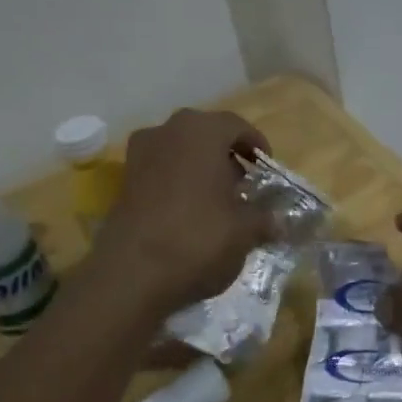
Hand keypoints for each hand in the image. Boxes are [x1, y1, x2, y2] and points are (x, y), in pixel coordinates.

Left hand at [89, 110, 274, 316]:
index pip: (236, 125)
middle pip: (205, 135)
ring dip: (200, 169)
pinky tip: (191, 213)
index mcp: (201, 131)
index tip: (267, 168)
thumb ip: (264, 218)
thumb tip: (279, 221)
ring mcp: (139, 156)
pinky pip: (160, 172)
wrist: (131, 275)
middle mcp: (167, 132)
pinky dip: (178, 184)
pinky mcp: (123, 183)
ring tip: (219, 200)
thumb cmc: (198, 238)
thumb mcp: (245, 230)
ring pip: (180, 152)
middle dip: (226, 156)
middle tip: (244, 183)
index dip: (256, 145)